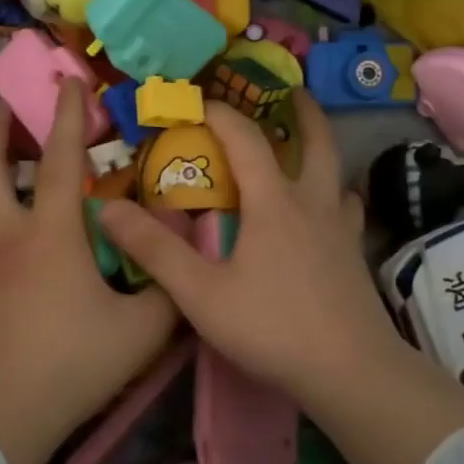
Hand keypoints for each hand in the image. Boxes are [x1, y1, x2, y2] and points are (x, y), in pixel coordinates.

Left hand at [0, 81, 178, 463]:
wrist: (3, 414)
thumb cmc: (73, 365)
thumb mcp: (142, 330)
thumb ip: (170, 288)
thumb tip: (184, 257)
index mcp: (51, 234)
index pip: (58, 158)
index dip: (68, 115)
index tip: (70, 80)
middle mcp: (6, 233)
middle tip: (4, 99)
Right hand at [98, 94, 463, 463]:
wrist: (350, 372)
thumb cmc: (271, 327)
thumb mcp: (200, 293)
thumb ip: (154, 249)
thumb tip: (108, 208)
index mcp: (274, 202)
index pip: (245, 139)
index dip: (219, 113)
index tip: (196, 100)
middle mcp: (312, 203)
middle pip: (315, 141)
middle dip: (300, 111)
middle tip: (290, 92)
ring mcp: (341, 229)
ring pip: (336, 173)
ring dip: (321, 151)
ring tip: (306, 149)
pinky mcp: (355, 257)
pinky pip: (346, 210)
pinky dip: (335, 196)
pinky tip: (327, 213)